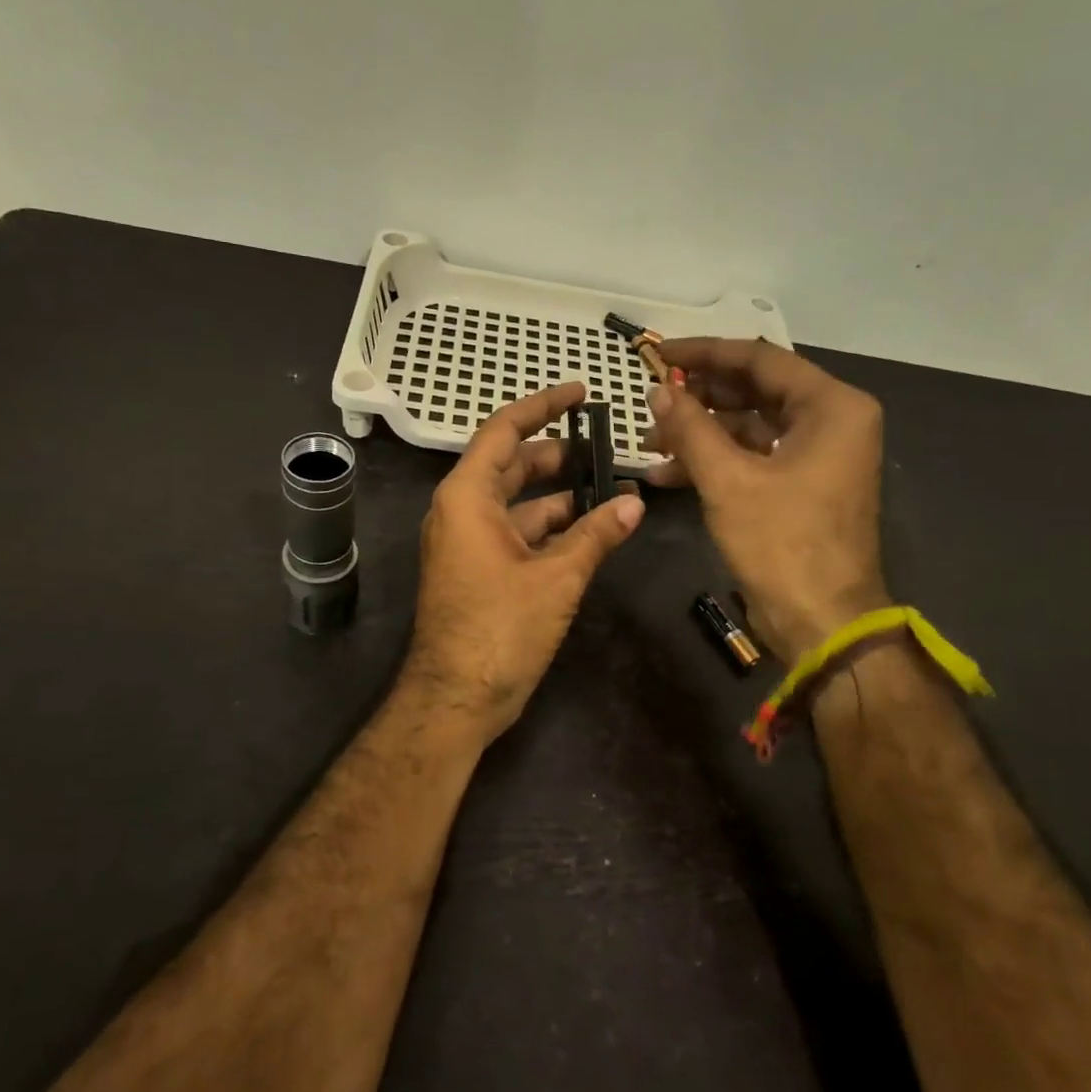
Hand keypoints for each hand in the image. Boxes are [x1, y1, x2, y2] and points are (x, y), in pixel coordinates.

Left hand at [404, 382, 645, 739]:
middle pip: (512, 465)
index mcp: (468, 497)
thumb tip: (634, 502)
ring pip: (518, 503)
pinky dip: (550, 529)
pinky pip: (516, 534)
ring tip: (609, 488)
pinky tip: (589, 531)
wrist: (455, 699)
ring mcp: (468, 543)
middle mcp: (462, 512)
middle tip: (604, 447)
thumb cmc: (499, 629)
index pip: (504, 431)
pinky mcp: (479, 571)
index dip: (542, 407)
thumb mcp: (556, 577)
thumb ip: (596, 534)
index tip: (579, 392)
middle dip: (557, 454)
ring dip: (559, 496)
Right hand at [643, 338, 888, 663]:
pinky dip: (714, 462)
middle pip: (755, 391)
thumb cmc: (782, 545)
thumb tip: (657, 391)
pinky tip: (666, 473)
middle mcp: (831, 421)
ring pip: (749, 427)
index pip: (759, 360)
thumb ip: (690, 428)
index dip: (704, 354)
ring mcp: (816, 456)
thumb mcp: (728, 481)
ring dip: (700, 433)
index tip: (658, 354)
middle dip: (699, 398)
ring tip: (650, 443)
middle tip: (651, 400)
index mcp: (832, 406)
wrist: (821, 623)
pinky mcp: (800, 486)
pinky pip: (752, 458)